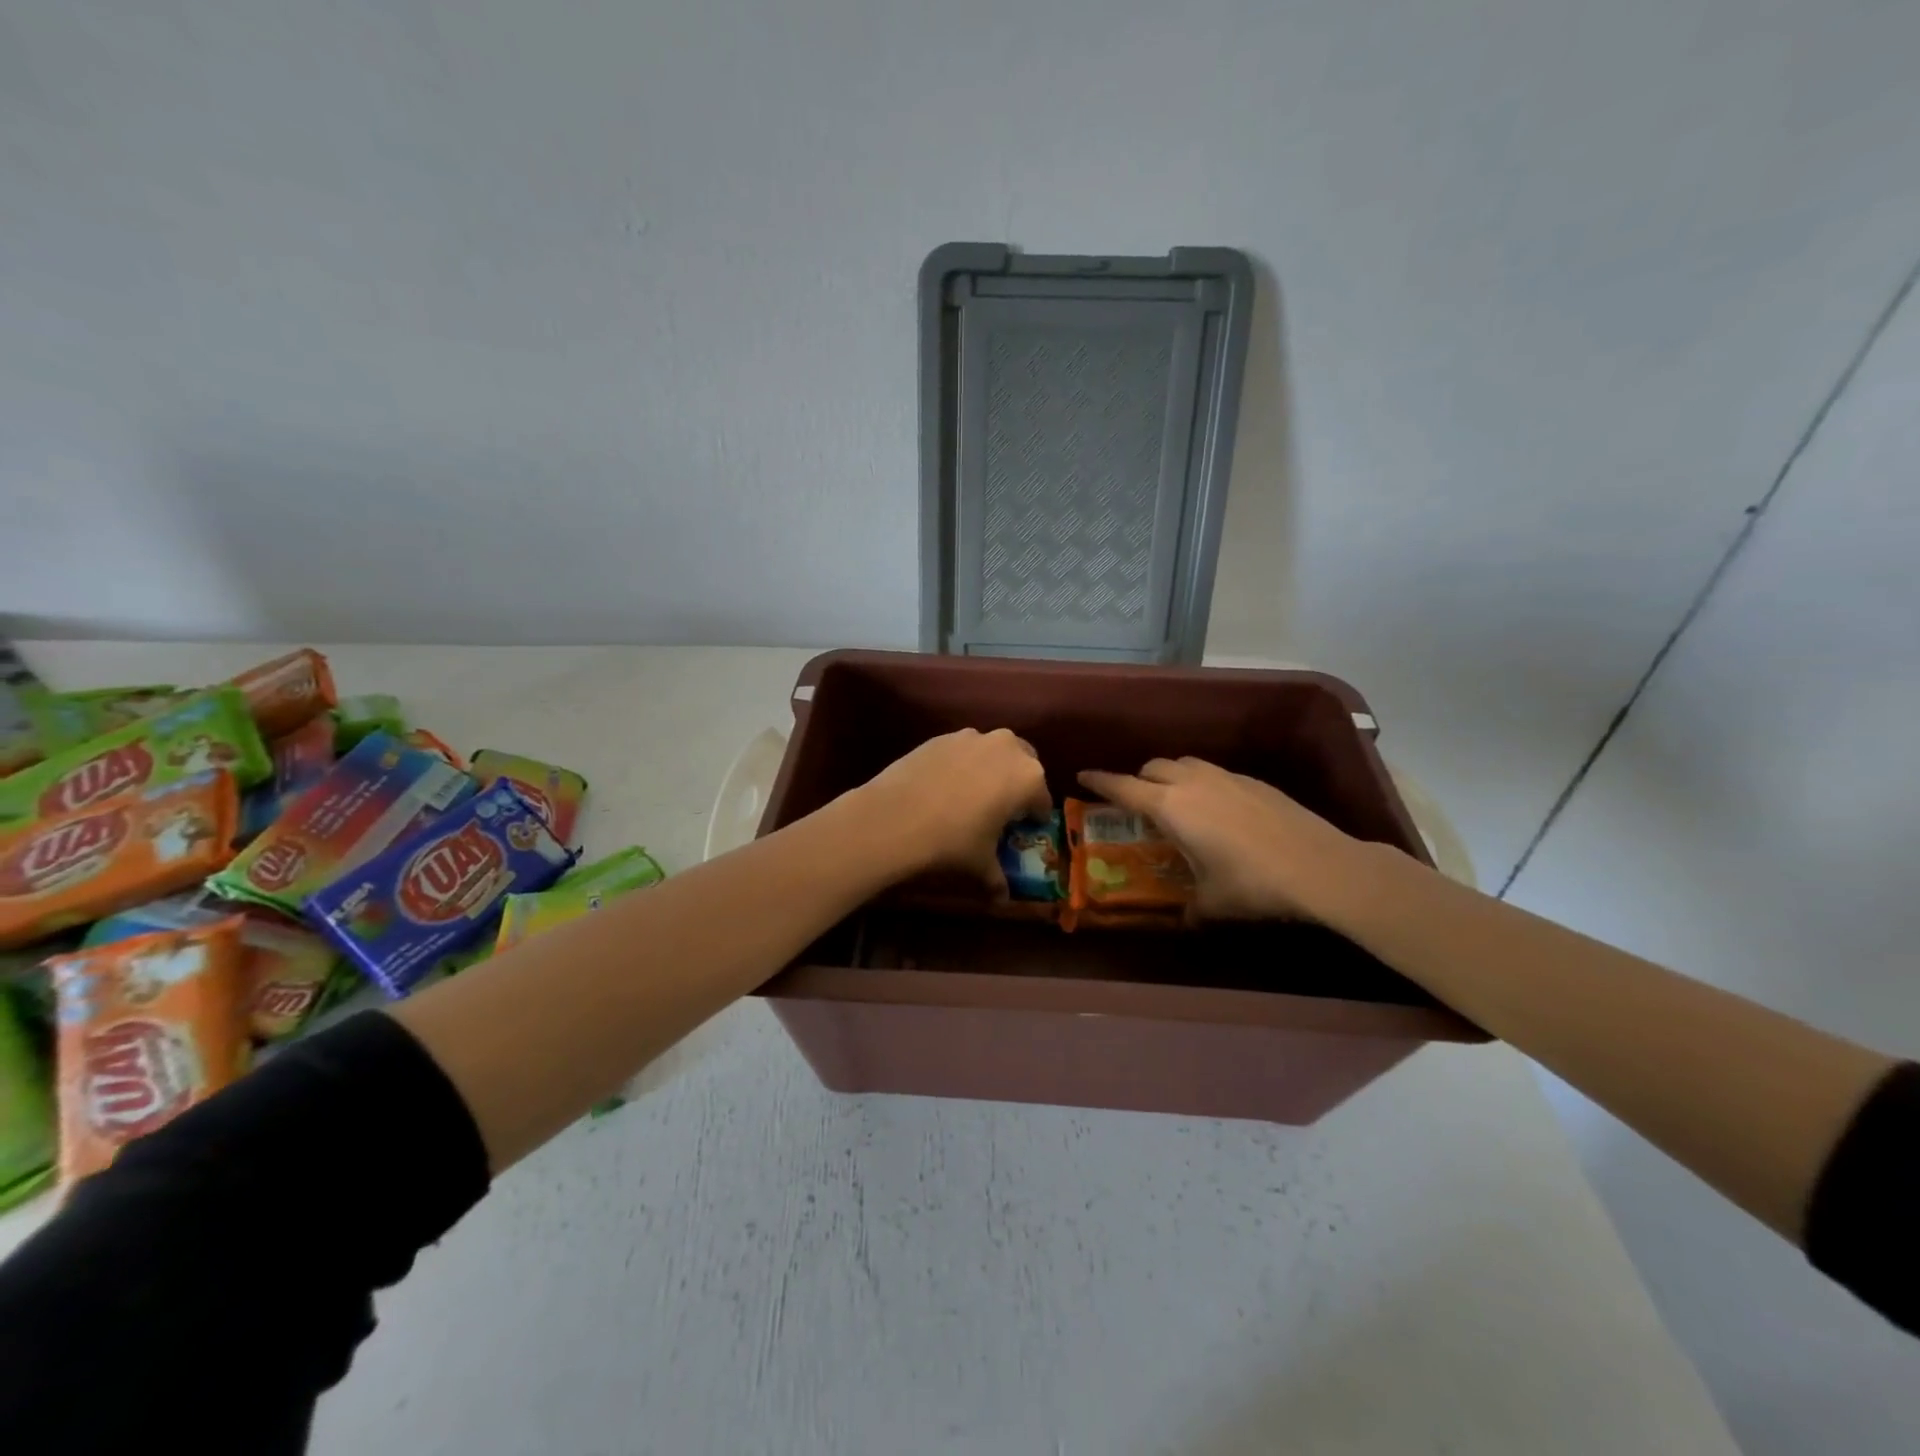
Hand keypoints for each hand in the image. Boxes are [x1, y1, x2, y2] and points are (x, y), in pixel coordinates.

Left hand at [856, 728, 1051, 890]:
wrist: (894, 817)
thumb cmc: (952, 841)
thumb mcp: (980, 864)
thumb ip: (997, 879)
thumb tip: (1001, 899)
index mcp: (1029, 778)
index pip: (1042, 800)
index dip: (1033, 818)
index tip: (1022, 831)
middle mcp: (1007, 747)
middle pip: (1023, 765)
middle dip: (1016, 785)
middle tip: (1000, 809)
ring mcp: (973, 737)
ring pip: (993, 752)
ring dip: (990, 770)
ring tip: (970, 796)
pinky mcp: (942, 736)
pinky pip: (963, 750)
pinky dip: (961, 764)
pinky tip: (943, 787)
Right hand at [1077, 757, 1371, 920]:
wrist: (1320, 866)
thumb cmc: (1252, 884)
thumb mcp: (1211, 903)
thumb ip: (1190, 907)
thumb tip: (1184, 919)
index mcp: (1170, 808)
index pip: (1123, 788)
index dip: (1099, 781)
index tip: (1082, 775)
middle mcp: (1192, 783)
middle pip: (1152, 767)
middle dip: (1137, 780)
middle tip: (1136, 804)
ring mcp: (1225, 777)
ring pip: (1184, 764)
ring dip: (1170, 777)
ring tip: (1176, 803)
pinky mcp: (1253, 781)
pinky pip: (1213, 774)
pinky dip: (1201, 784)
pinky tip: (1218, 811)